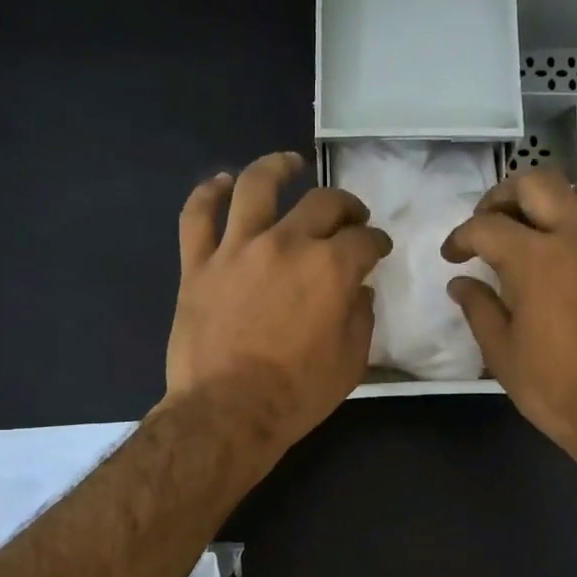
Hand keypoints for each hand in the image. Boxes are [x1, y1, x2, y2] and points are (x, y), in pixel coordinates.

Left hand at [165, 152, 391, 459]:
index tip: (378, 248)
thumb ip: (361, 318)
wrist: (228, 412)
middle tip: (350, 216)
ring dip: (277, 168)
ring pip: (257, 187)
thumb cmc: (296, 394)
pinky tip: (222, 183)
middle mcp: (286, 244)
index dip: (376, 241)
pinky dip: (209, 193)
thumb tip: (359, 291)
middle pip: (322, 204)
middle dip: (345, 206)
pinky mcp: (198, 264)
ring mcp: (237, 249)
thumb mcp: (351, 363)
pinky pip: (198, 215)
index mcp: (331, 269)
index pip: (364, 240)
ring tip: (290, 163)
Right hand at [441, 167, 576, 465]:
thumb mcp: (502, 355)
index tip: (454, 256)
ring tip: (564, 223)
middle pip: (539, 182)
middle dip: (506, 197)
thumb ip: (479, 310)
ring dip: (576, 195)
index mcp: (534, 259)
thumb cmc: (556, 390)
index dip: (460, 237)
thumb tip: (460, 283)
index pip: (485, 226)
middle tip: (497, 223)